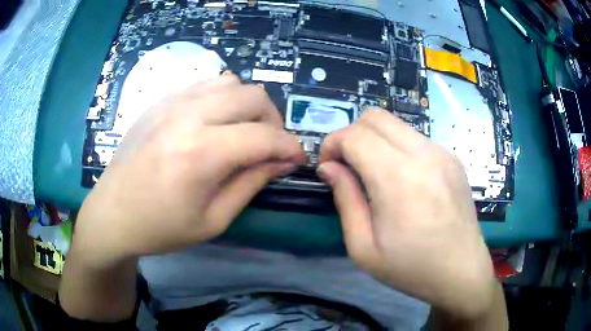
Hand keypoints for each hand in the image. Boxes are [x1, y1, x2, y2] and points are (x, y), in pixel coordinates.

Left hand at [75, 75, 305, 267]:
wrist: (112, 214)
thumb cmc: (160, 227)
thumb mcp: (213, 219)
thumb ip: (252, 183)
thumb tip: (283, 161)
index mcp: (202, 153)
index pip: (265, 136)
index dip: (290, 147)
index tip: (296, 159)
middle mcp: (188, 115)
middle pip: (253, 96)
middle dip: (273, 121)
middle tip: (268, 146)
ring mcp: (171, 102)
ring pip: (231, 82)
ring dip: (246, 105)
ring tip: (241, 131)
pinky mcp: (160, 100)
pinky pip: (204, 84)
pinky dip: (221, 98)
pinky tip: (213, 121)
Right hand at [318, 109, 496, 318]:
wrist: (461, 271)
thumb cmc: (411, 268)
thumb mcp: (363, 247)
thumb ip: (345, 200)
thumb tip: (329, 167)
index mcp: (398, 178)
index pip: (354, 136)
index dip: (332, 144)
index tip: (328, 167)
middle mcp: (422, 154)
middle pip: (375, 117)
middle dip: (351, 134)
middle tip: (348, 166)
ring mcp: (442, 152)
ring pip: (396, 124)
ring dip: (375, 140)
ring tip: (374, 173)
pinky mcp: (452, 158)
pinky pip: (415, 138)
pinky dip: (397, 147)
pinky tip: (402, 179)